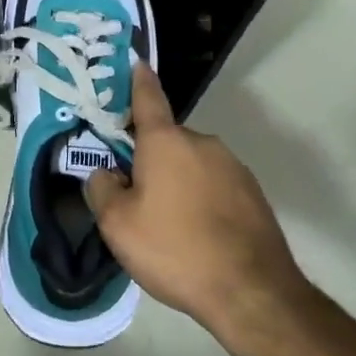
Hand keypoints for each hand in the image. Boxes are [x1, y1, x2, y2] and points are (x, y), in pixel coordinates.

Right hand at [85, 63, 307, 342]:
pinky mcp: (253, 194)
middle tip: (135, 197)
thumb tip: (106, 173)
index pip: (148, 97)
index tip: (136, 62)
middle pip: (166, 140)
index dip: (138, 80)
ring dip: (177, 181)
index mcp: (166, 141)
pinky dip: (202, 200)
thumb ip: (101, 189)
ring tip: (169, 226)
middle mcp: (203, 143)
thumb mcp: (117, 225)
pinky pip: (215, 186)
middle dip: (149, 159)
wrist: (252, 292)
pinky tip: (198, 236)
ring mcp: (233, 167)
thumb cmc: (174, 249)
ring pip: (191, 164)